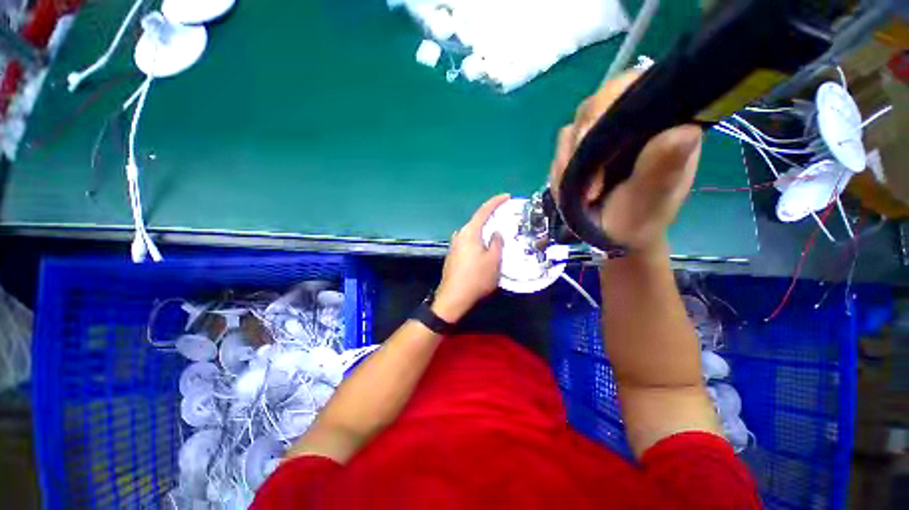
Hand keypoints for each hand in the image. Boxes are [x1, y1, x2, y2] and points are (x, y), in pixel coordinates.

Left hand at [433, 194, 509, 322]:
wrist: (453, 297)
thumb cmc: (476, 278)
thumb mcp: (494, 261)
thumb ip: (496, 243)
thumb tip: (496, 233)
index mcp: (470, 233)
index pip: (483, 211)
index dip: (495, 202)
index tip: (506, 196)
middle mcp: (460, 235)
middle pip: (476, 221)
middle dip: (490, 217)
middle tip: (504, 217)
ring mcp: (454, 245)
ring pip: (472, 232)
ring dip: (484, 230)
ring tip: (496, 233)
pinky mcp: (453, 255)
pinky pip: (468, 241)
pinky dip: (478, 240)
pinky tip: (484, 248)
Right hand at [549, 71, 702, 252]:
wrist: (613, 237)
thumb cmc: (639, 220)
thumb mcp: (653, 199)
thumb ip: (664, 168)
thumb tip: (683, 131)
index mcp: (663, 122)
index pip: (635, 89)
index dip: (608, 109)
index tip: (591, 148)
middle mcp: (632, 121)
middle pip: (596, 106)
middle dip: (580, 147)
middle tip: (584, 185)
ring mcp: (604, 134)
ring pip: (573, 130)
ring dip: (566, 164)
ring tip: (575, 195)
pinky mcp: (583, 149)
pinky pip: (561, 150)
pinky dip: (559, 171)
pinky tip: (567, 191)